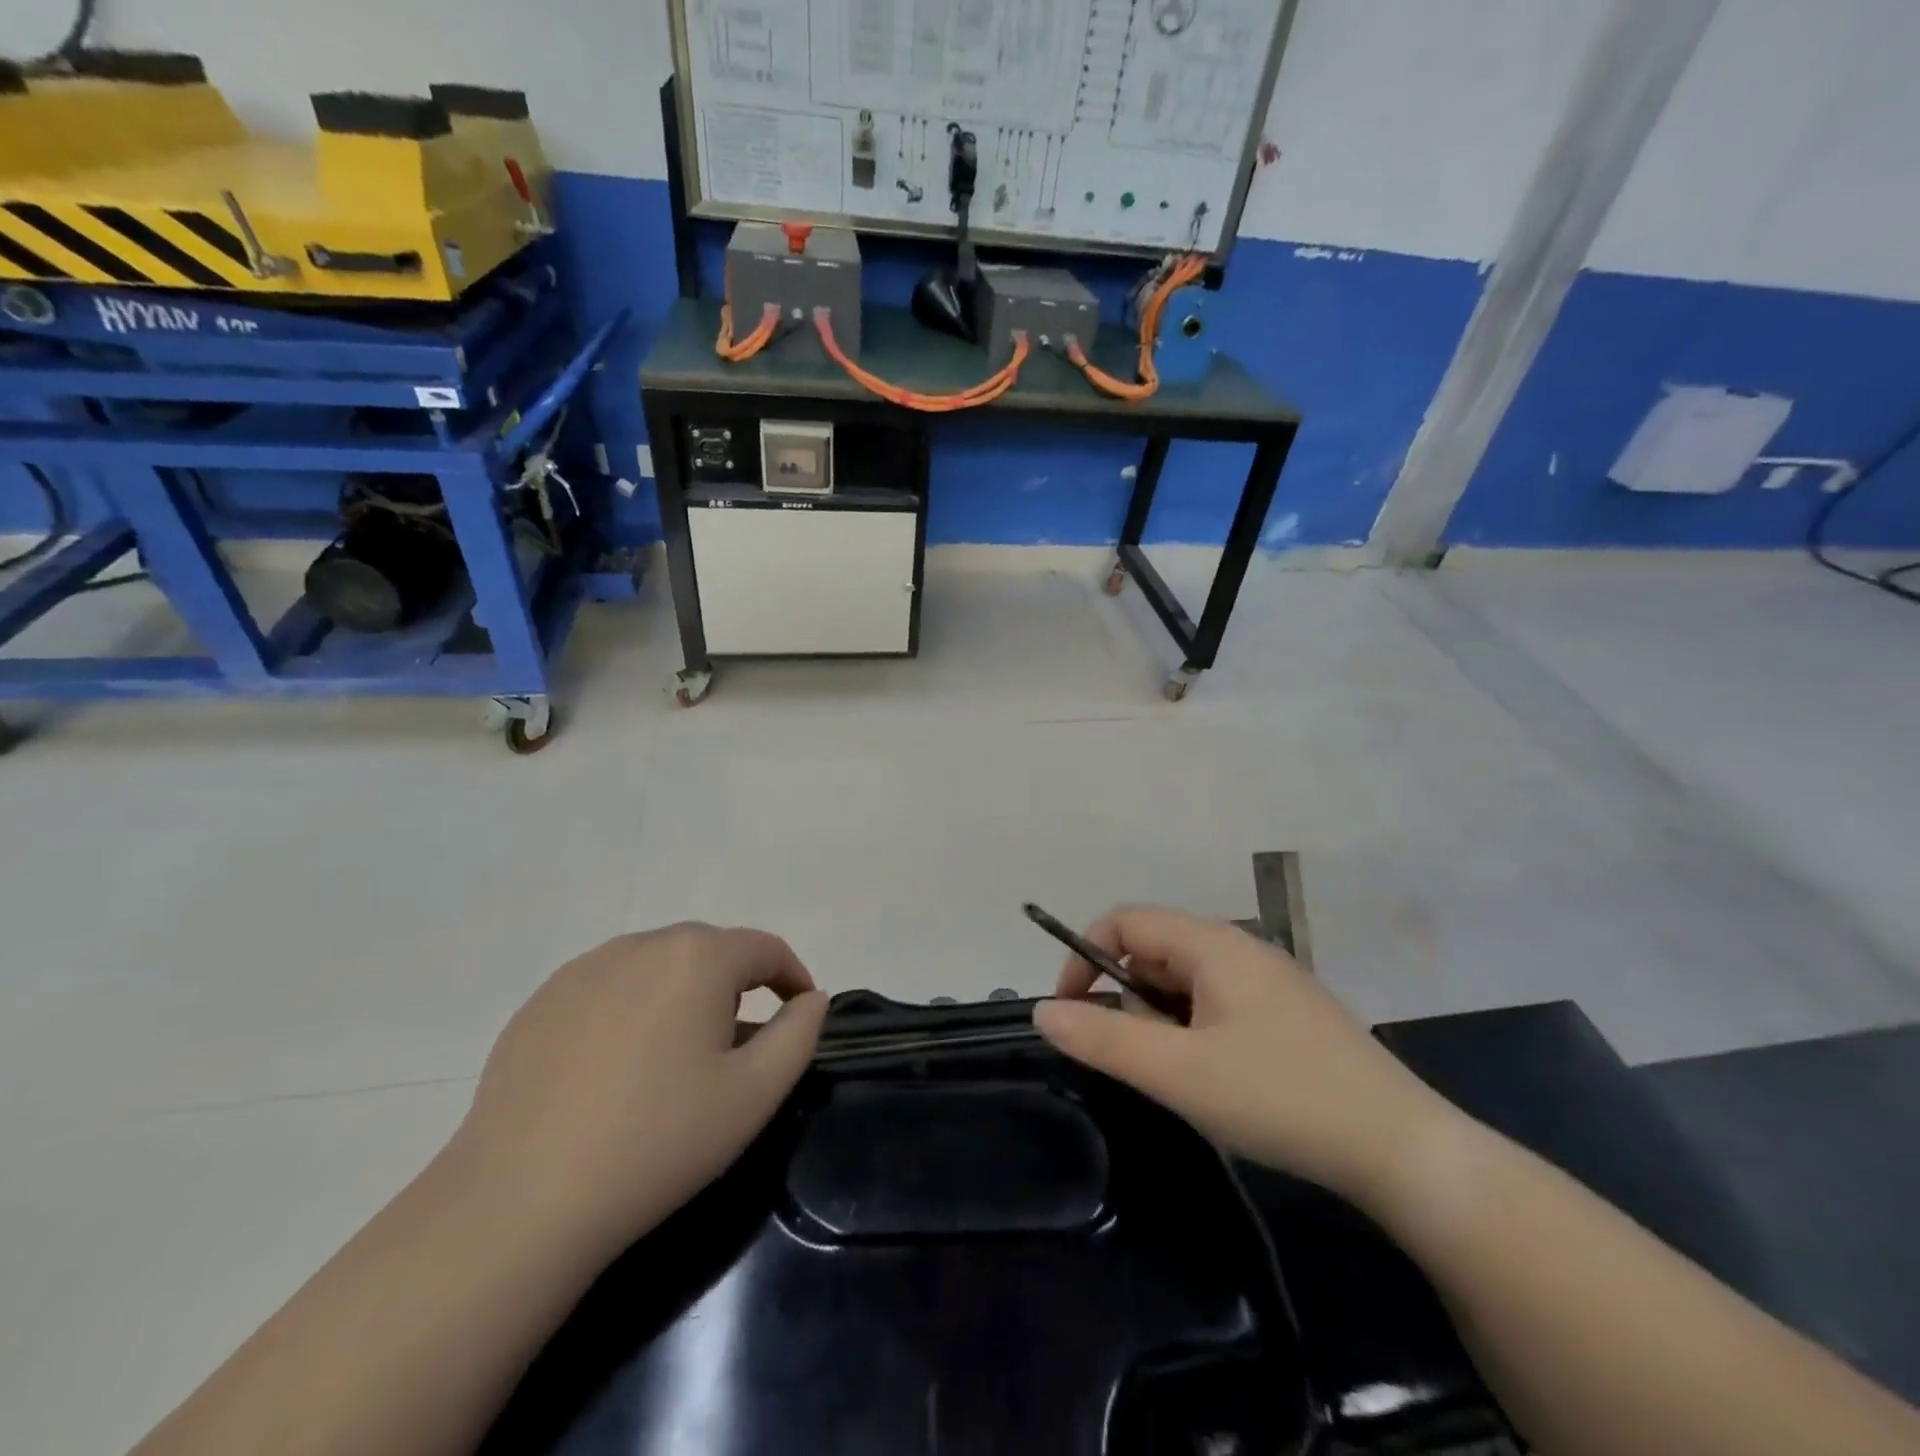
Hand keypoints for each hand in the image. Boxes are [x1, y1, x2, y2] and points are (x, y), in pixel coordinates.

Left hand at [452, 924, 827, 1254]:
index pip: (764, 948)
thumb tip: (812, 998)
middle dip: (736, 986)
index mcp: (697, 957)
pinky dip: (631, 1010)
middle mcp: (641, 944)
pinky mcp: (540, 1002)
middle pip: (709, 952)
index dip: (792, 976)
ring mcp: (583, 970)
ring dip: (682, 995)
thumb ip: (799, 1034)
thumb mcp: (754, 1094)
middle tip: (739, 1045)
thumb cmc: (658, 1142)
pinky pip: (608, 988)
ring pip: (656, 967)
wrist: (520, 1203)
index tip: (799, 1013)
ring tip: (678, 1057)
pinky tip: (618, 1067)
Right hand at [1033, 906, 1450, 1202]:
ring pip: (1186, 980)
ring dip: (1160, 1018)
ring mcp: (1269, 981)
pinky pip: (1217, 1003)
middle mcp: (1240, 948)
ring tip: (1176, 1075)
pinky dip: (1193, 1030)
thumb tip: (1043, 1011)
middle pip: (1155, 949)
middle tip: (1131, 1057)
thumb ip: (1104, 1040)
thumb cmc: (1280, 1098)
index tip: (1070, 1010)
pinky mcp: (1288, 1014)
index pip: (1125, 920)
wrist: (1404, 1151)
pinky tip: (1214, 1079)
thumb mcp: (1179, 1073)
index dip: (1084, 955)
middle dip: (1126, 995)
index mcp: (1213, 944)